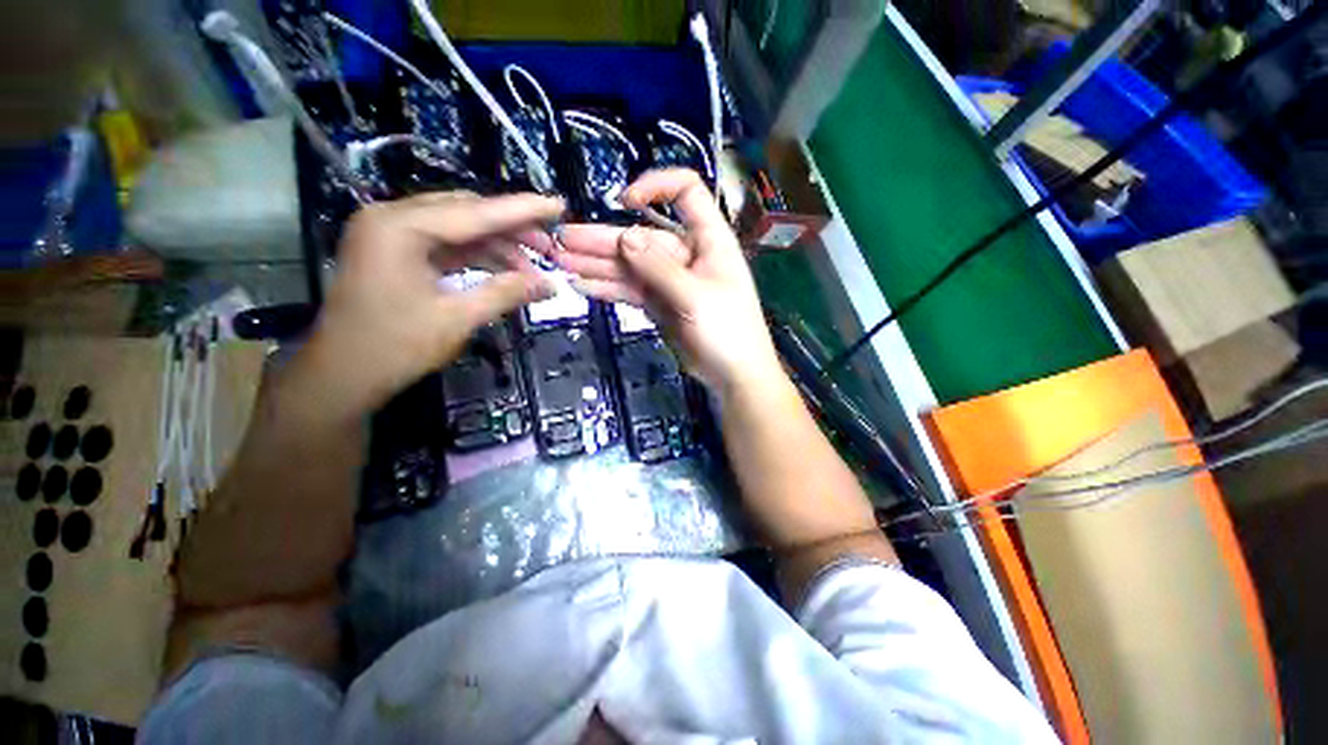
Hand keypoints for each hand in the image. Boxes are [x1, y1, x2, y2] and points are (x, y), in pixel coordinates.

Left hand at [302, 191, 562, 414]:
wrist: (343, 375)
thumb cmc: (395, 346)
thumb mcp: (458, 318)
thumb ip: (506, 294)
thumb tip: (551, 285)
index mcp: (401, 227)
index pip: (475, 212)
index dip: (523, 210)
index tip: (558, 205)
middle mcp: (393, 218)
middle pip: (467, 213)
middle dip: (512, 230)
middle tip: (549, 248)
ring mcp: (392, 234)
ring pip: (459, 229)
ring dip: (498, 246)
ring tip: (532, 267)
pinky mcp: (397, 252)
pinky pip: (447, 245)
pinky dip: (478, 257)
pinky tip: (505, 270)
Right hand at [553, 169, 783, 396]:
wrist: (733, 374)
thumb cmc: (728, 330)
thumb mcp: (696, 296)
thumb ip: (659, 267)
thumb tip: (625, 236)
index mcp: (708, 239)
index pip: (686, 193)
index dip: (656, 188)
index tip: (623, 201)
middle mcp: (686, 254)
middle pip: (641, 237)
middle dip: (603, 239)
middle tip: (562, 240)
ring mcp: (669, 280)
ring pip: (630, 266)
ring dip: (597, 264)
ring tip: (560, 261)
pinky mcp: (658, 303)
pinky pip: (630, 290)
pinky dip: (608, 288)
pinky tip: (581, 285)